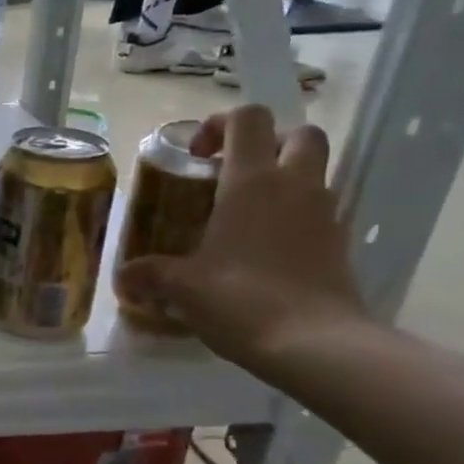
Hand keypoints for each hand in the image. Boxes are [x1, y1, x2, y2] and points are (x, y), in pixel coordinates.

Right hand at [116, 105, 365, 369]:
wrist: (316, 344)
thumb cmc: (240, 300)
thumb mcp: (180, 287)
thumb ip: (149, 274)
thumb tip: (123, 277)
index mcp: (251, 182)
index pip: (247, 119)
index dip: (220, 124)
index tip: (197, 154)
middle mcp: (294, 185)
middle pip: (298, 133)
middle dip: (268, 143)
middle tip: (234, 173)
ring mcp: (325, 213)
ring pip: (315, 170)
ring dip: (285, 178)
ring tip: (246, 213)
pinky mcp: (340, 243)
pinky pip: (319, 210)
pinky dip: (296, 215)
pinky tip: (266, 249)